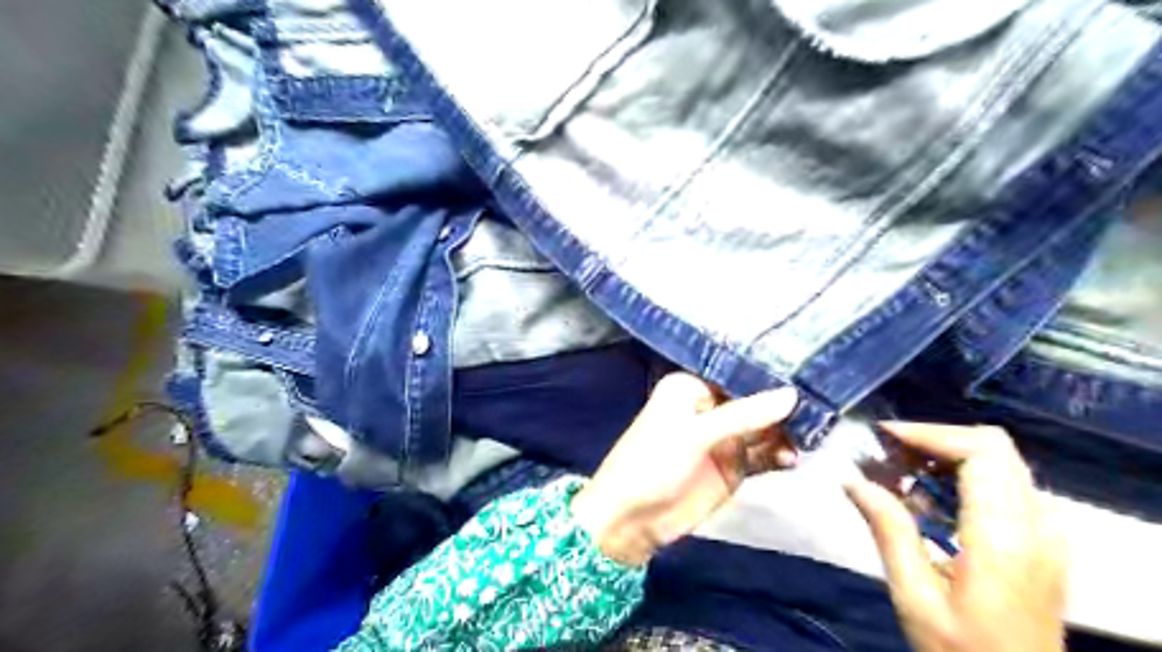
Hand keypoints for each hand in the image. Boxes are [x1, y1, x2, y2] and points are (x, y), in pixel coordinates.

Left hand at [570, 373, 799, 567]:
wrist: (632, 520)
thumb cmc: (652, 463)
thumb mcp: (695, 435)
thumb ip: (744, 415)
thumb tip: (792, 394)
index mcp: (692, 386)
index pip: (737, 372)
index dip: (768, 372)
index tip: (807, 367)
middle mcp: (710, 406)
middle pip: (755, 399)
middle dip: (783, 403)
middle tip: (822, 403)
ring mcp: (724, 437)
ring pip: (763, 427)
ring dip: (785, 431)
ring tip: (812, 434)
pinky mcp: (733, 466)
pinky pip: (763, 455)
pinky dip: (779, 455)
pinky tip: (791, 459)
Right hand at [841, 422, 1063, 650]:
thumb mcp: (915, 597)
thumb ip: (889, 531)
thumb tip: (853, 480)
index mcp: (1005, 538)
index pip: (981, 452)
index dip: (930, 433)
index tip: (883, 437)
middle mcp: (1037, 527)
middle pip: (994, 447)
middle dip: (935, 439)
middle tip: (888, 454)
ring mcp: (1047, 535)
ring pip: (1001, 462)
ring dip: (947, 456)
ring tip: (901, 476)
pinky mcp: (1044, 543)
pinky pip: (1007, 486)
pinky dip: (965, 477)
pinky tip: (931, 502)